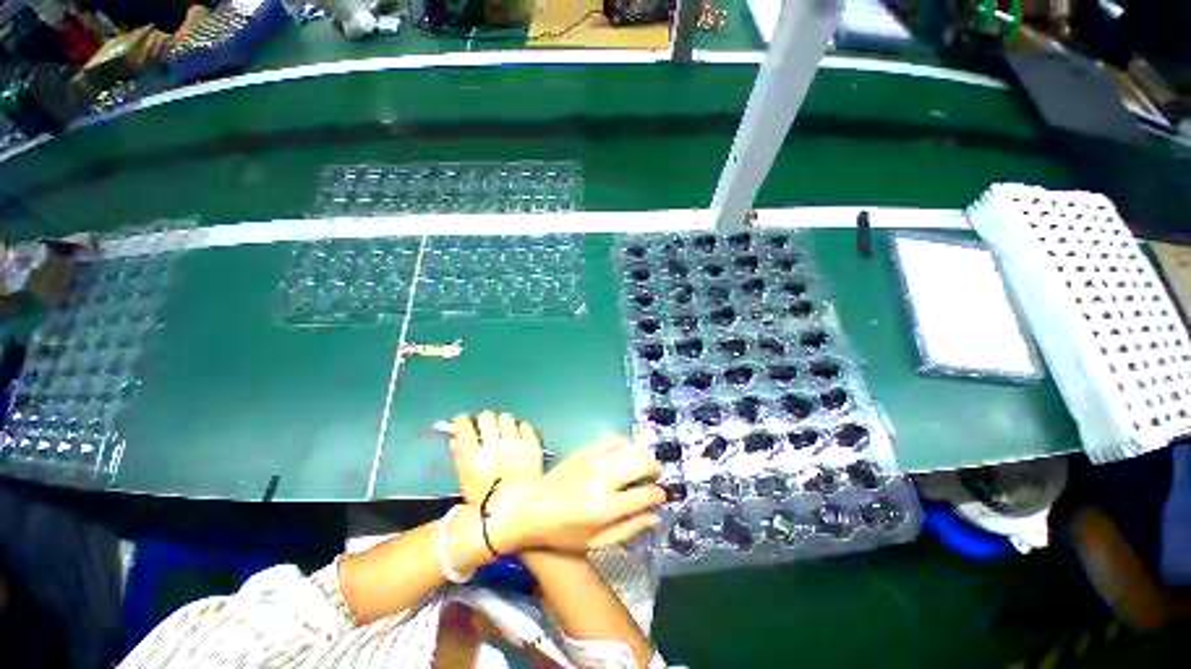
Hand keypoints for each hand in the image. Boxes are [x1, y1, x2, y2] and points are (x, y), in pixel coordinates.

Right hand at [451, 412, 543, 504]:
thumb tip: (456, 437)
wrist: (518, 512)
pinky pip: (525, 426)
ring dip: (503, 422)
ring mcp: (515, 443)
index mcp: (473, 457)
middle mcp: (494, 445)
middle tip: (486, 426)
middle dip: (484, 420)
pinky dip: (520, 429)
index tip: (463, 421)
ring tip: (503, 430)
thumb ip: (460, 456)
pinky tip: (518, 435)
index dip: (462, 421)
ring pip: (506, 418)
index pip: (464, 426)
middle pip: (486, 417)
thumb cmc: (485, 501)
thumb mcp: (465, 481)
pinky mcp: (532, 444)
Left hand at [488, 438, 665, 553]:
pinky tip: (624, 454)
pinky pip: (613, 439)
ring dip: (642, 455)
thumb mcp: (596, 542)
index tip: (660, 496)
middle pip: (641, 463)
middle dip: (655, 469)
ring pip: (630, 447)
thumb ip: (629, 529)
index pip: (644, 495)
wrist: (531, 508)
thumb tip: (656, 515)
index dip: (658, 495)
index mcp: (605, 508)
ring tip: (642, 466)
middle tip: (655, 478)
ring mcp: (593, 461)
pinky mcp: (585, 450)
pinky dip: (625, 444)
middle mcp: (602, 480)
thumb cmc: (562, 533)